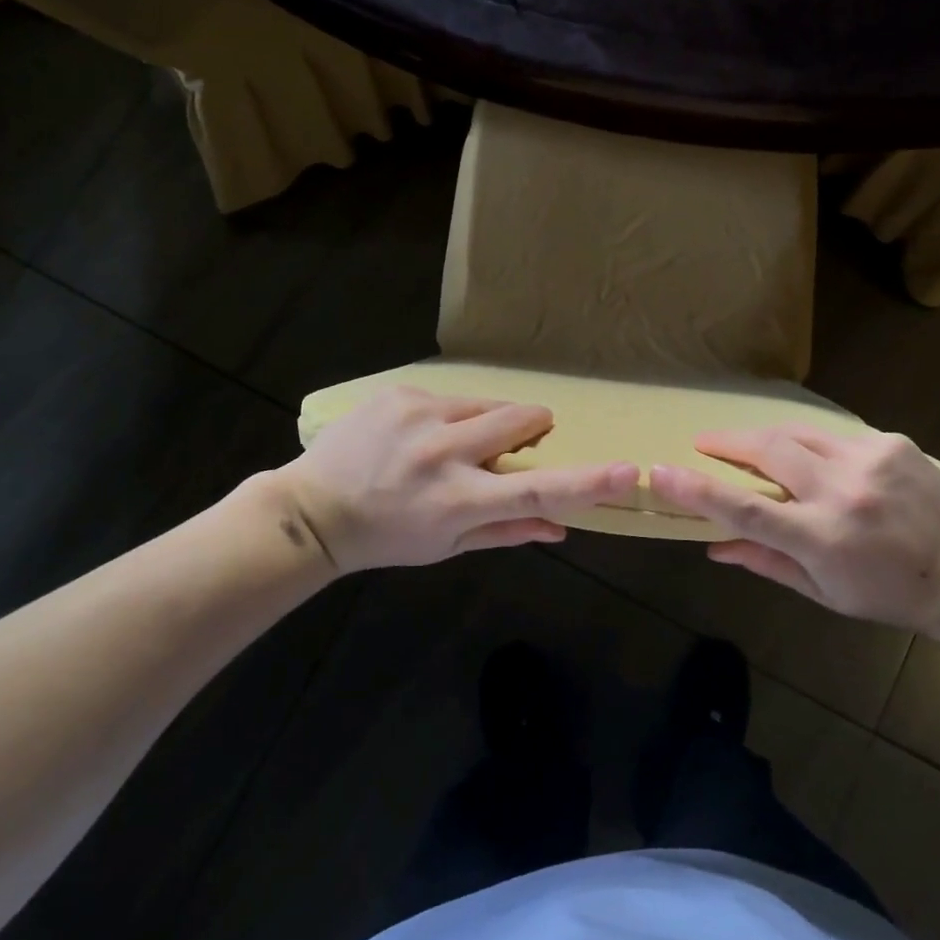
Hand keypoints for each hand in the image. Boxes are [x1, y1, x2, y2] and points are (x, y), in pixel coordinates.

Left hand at [275, 386, 639, 574]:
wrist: (313, 510)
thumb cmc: (388, 537)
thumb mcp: (447, 546)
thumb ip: (508, 533)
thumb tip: (563, 527)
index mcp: (460, 500)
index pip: (537, 491)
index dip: (587, 482)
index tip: (626, 471)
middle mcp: (445, 452)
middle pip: (521, 419)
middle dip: (531, 429)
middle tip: (508, 448)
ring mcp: (420, 415)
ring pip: (487, 404)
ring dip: (486, 423)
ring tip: (449, 446)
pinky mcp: (400, 393)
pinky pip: (450, 397)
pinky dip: (448, 416)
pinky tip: (416, 437)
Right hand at [648, 426, 939, 632]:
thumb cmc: (886, 593)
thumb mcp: (822, 591)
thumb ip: (765, 562)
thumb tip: (712, 545)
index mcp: (821, 538)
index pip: (745, 509)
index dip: (696, 488)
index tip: (659, 471)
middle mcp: (841, 492)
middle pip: (766, 450)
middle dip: (726, 442)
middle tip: (704, 443)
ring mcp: (869, 460)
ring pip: (796, 432)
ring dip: (766, 438)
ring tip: (751, 446)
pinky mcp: (890, 442)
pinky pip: (832, 435)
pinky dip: (812, 445)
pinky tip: (817, 461)